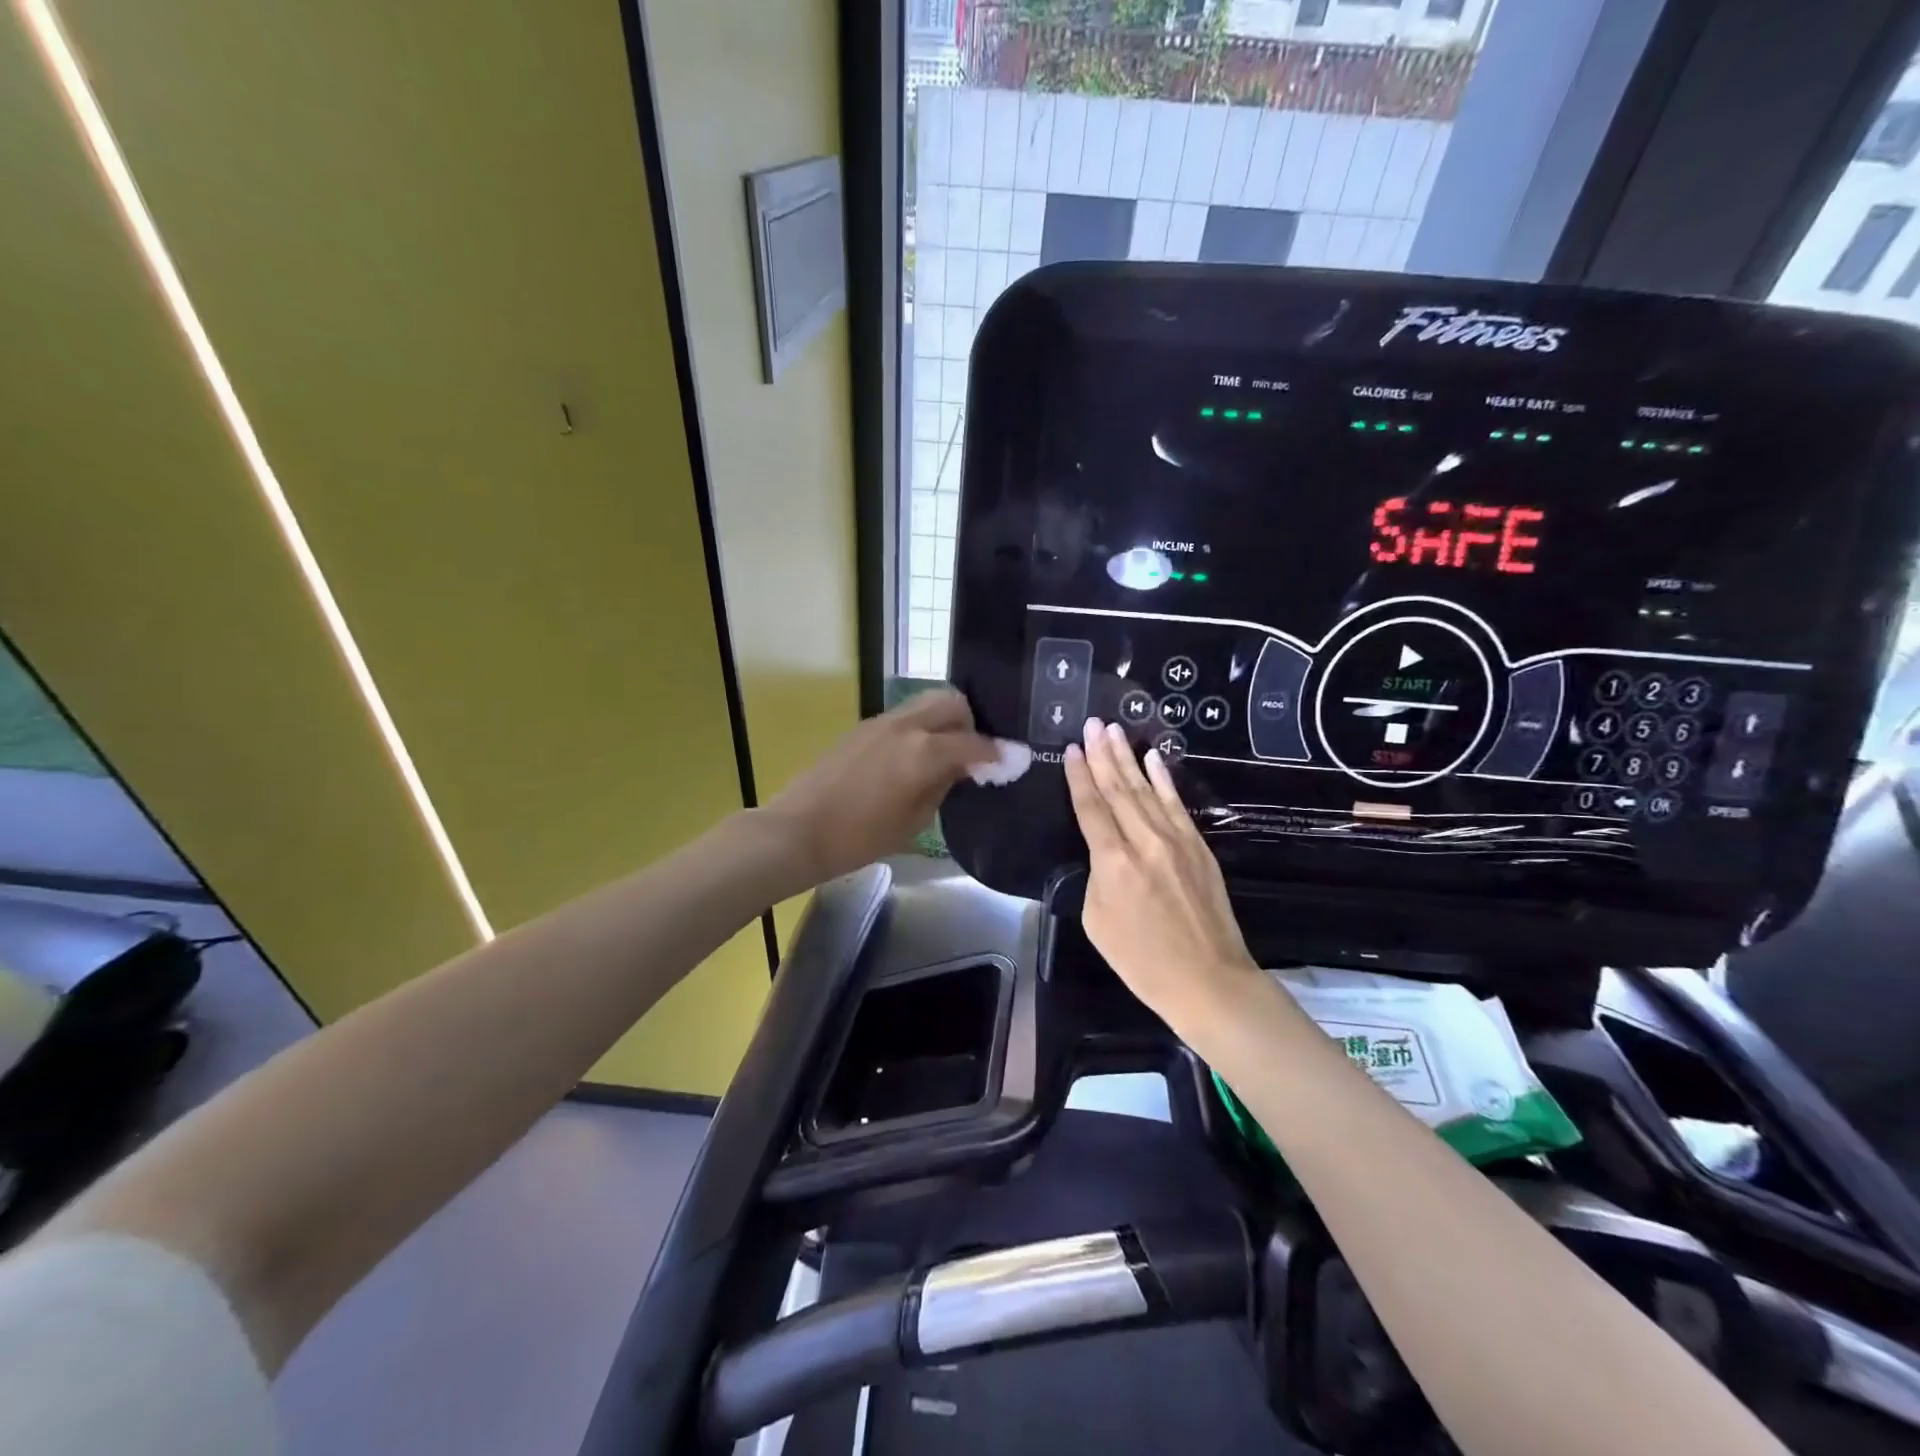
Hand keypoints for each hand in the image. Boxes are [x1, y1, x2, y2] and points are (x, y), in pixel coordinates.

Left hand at [759, 689, 996, 889]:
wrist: (797, 831)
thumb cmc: (859, 838)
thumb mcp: (913, 822)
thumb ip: (942, 787)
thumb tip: (960, 768)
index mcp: (924, 752)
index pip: (974, 743)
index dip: (997, 753)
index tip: (1012, 761)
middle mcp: (905, 726)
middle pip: (952, 702)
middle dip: (971, 723)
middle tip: (973, 752)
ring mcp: (880, 723)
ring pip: (925, 703)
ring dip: (944, 721)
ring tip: (944, 753)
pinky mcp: (861, 728)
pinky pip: (903, 717)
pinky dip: (919, 728)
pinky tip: (914, 757)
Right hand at [1064, 718, 1258, 1029]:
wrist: (1208, 980)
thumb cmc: (1142, 960)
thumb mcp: (1097, 921)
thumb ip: (1096, 876)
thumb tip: (1104, 852)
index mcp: (1113, 862)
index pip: (1091, 807)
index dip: (1080, 776)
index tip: (1073, 748)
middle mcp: (1144, 841)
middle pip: (1118, 789)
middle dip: (1103, 754)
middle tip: (1093, 723)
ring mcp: (1176, 840)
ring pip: (1146, 790)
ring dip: (1129, 758)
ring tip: (1115, 730)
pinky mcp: (1198, 846)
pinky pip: (1176, 804)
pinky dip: (1164, 779)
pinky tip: (1153, 758)